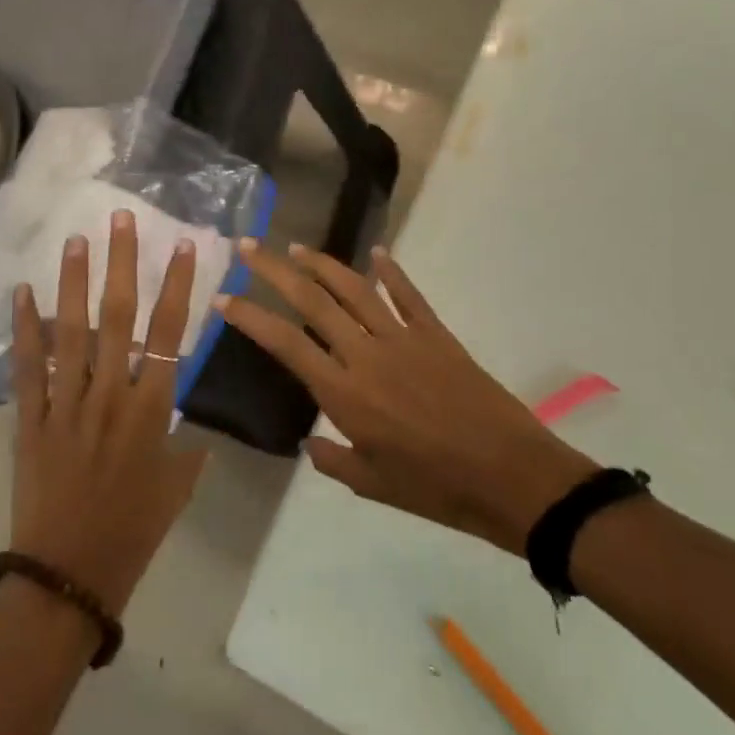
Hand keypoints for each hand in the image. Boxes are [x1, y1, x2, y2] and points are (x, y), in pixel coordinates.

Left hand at [9, 210, 208, 615]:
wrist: (70, 575)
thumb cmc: (133, 533)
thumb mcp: (177, 488)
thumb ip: (186, 449)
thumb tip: (188, 428)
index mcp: (151, 411)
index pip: (169, 335)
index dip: (177, 287)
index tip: (182, 246)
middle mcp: (109, 397)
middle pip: (118, 319)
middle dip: (121, 264)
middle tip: (120, 218)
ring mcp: (66, 405)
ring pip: (71, 333)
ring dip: (73, 283)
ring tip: (75, 239)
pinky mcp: (30, 421)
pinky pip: (28, 369)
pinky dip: (26, 331)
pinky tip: (24, 294)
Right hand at [219, 242, 595, 554]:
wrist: (510, 475)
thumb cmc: (436, 488)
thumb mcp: (373, 485)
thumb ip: (334, 460)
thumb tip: (309, 443)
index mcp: (345, 394)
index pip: (285, 343)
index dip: (250, 317)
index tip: (224, 297)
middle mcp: (367, 355)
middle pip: (312, 301)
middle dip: (275, 271)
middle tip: (249, 247)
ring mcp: (405, 339)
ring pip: (355, 289)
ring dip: (322, 264)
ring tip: (296, 246)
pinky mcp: (438, 335)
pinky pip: (409, 295)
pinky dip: (391, 272)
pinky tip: (377, 253)